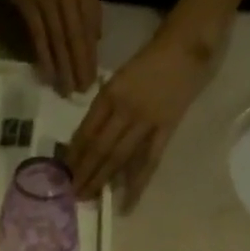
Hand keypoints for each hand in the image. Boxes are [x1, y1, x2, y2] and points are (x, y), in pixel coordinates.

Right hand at [9, 0, 99, 95]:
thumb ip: (93, 8)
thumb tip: (97, 40)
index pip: (88, 30)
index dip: (91, 56)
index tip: (93, 79)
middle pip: (74, 39)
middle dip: (79, 67)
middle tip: (81, 92)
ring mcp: (46, 3)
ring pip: (56, 41)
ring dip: (62, 67)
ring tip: (66, 90)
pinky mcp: (28, 8)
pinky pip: (37, 37)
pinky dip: (43, 56)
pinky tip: (47, 74)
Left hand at [65, 27, 213, 211]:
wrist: (186, 47)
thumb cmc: (149, 62)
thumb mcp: (118, 79)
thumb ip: (103, 107)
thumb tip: (85, 140)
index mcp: (110, 94)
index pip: (86, 130)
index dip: (74, 154)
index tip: (64, 171)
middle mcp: (124, 109)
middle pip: (99, 148)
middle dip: (83, 172)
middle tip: (71, 193)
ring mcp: (146, 121)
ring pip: (118, 157)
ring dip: (101, 180)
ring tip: (88, 197)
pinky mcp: (165, 130)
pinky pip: (148, 162)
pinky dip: (136, 184)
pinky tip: (126, 203)